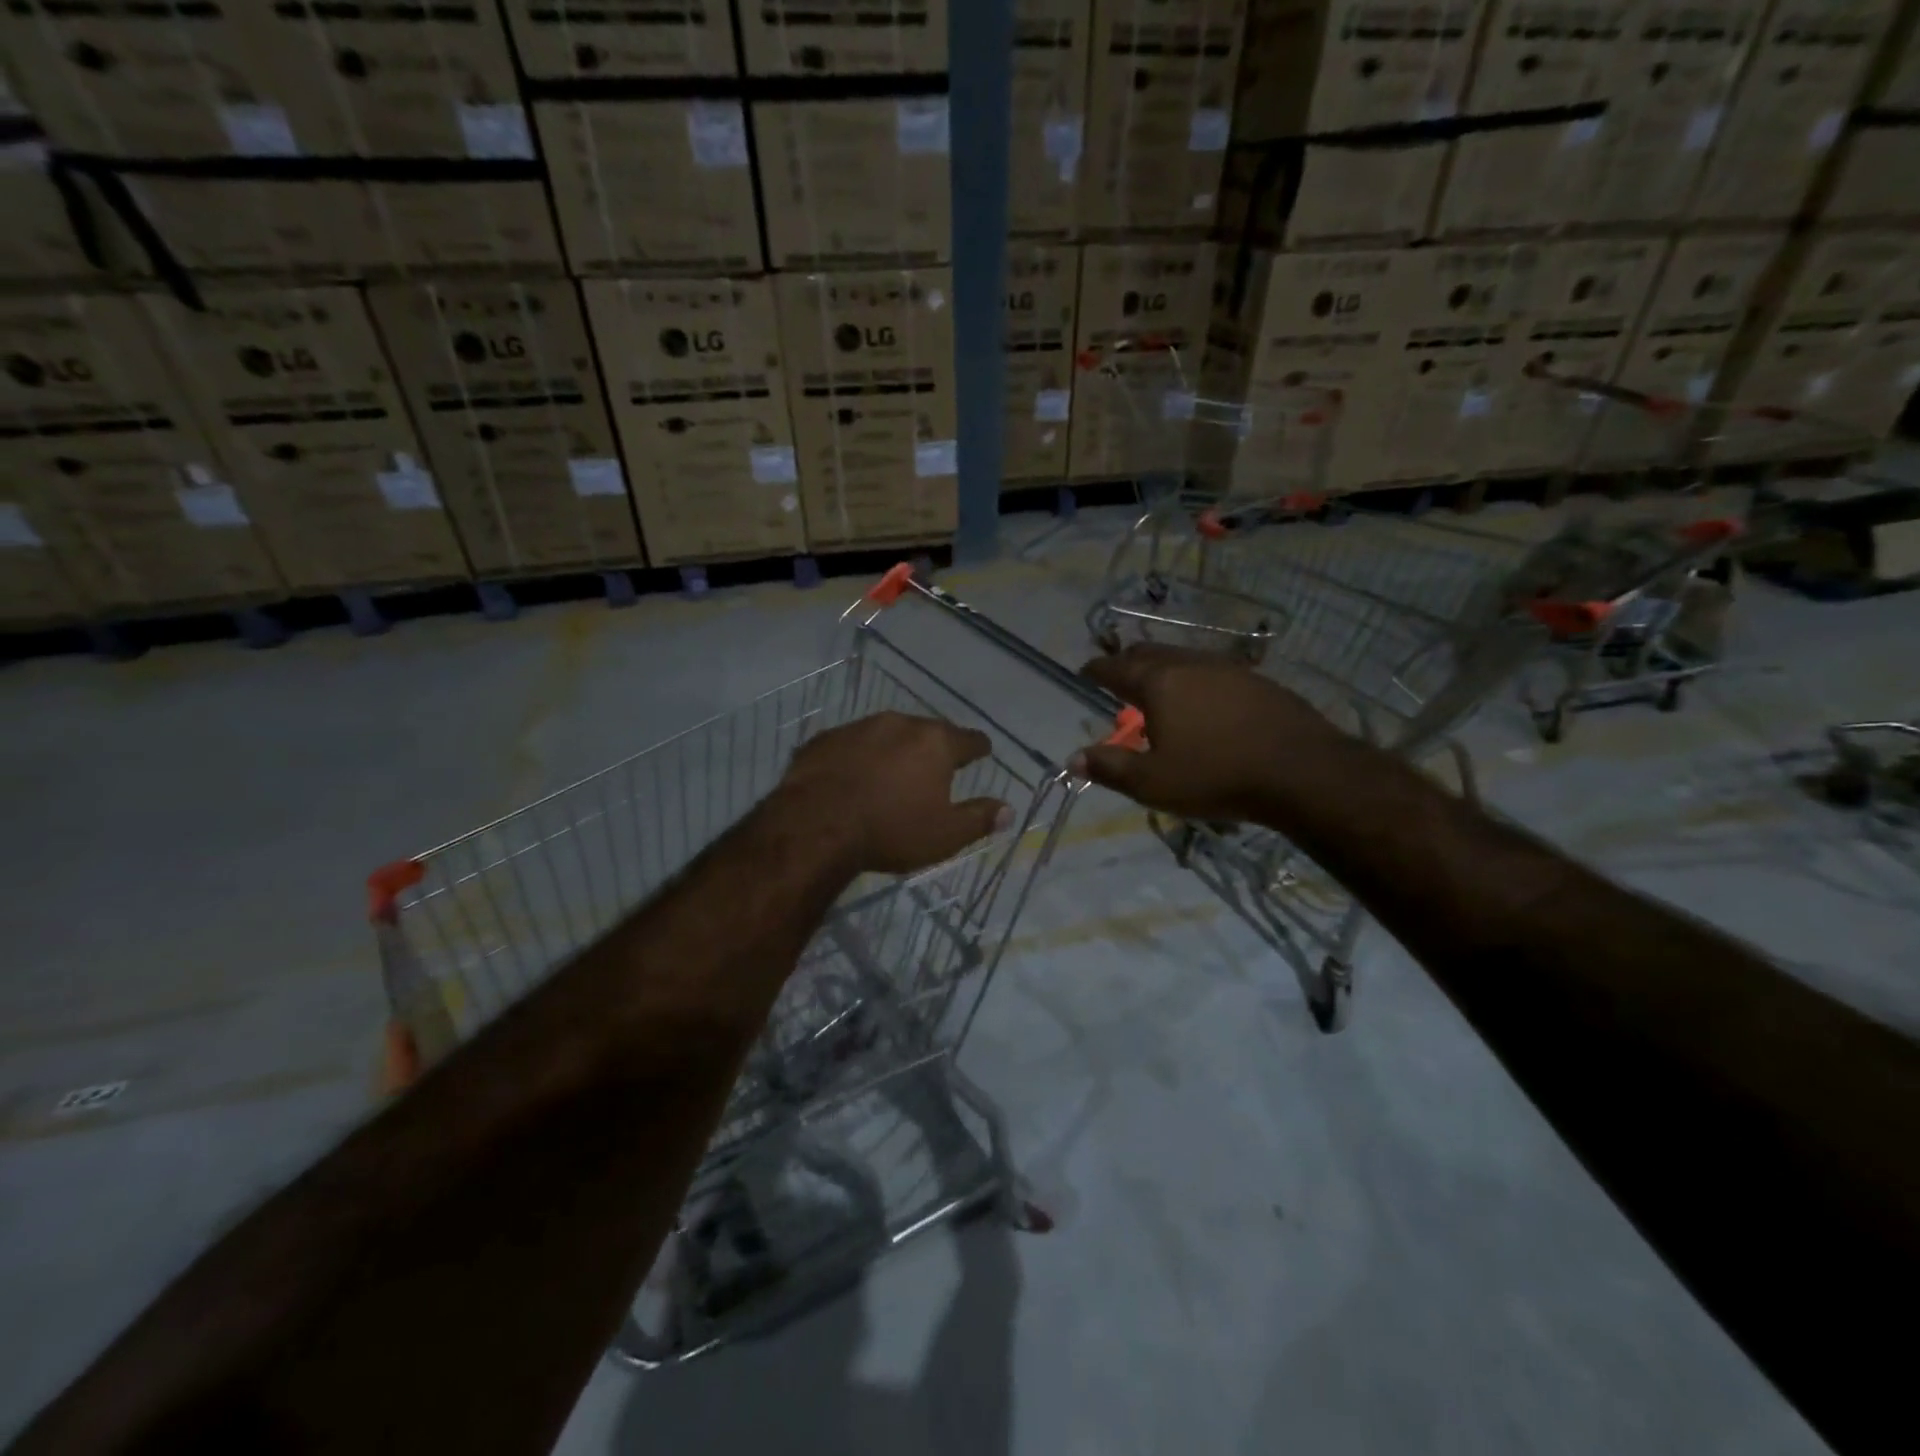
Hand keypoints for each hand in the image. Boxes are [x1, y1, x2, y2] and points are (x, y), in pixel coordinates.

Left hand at [778, 712, 1010, 874]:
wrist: (814, 825)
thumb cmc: (890, 830)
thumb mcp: (944, 835)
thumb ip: (979, 819)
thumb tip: (1008, 810)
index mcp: (935, 743)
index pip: (969, 740)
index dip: (978, 748)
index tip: (982, 752)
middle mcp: (899, 724)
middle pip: (927, 732)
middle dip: (933, 747)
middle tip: (935, 767)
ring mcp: (858, 727)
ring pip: (886, 734)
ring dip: (893, 749)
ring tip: (891, 773)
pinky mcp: (824, 739)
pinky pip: (851, 745)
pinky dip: (858, 757)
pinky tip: (852, 777)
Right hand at [1072, 644, 1341, 823]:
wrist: (1302, 772)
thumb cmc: (1216, 776)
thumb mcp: (1153, 783)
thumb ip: (1110, 768)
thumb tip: (1074, 758)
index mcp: (1159, 683)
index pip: (1115, 668)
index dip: (1095, 670)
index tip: (1084, 674)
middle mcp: (1190, 664)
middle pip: (1149, 653)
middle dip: (1127, 663)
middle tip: (1117, 680)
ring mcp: (1228, 668)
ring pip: (1183, 658)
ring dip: (1163, 669)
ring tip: (1159, 692)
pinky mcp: (1257, 680)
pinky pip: (1212, 670)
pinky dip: (1194, 679)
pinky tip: (1203, 702)